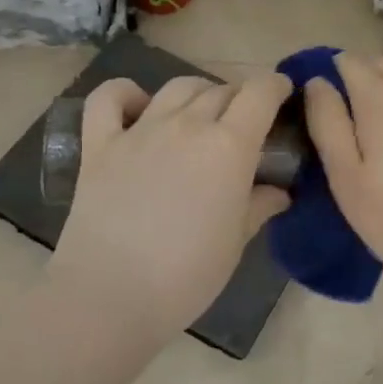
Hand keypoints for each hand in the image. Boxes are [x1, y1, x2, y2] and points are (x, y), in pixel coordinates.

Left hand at [51, 72, 292, 342]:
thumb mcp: (236, 243)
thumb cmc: (186, 276)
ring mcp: (140, 130)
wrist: (109, 296)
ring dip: (197, 93)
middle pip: (221, 90)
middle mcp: (187, 124)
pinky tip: (137, 108)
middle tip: (244, 123)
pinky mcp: (100, 144)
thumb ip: (258, 206)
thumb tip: (279, 191)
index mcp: (229, 146)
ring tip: (200, 114)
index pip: (259, 93)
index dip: (274, 86)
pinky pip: (109, 97)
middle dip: (239, 98)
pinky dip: (125, 93)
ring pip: (177, 87)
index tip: (282, 93)